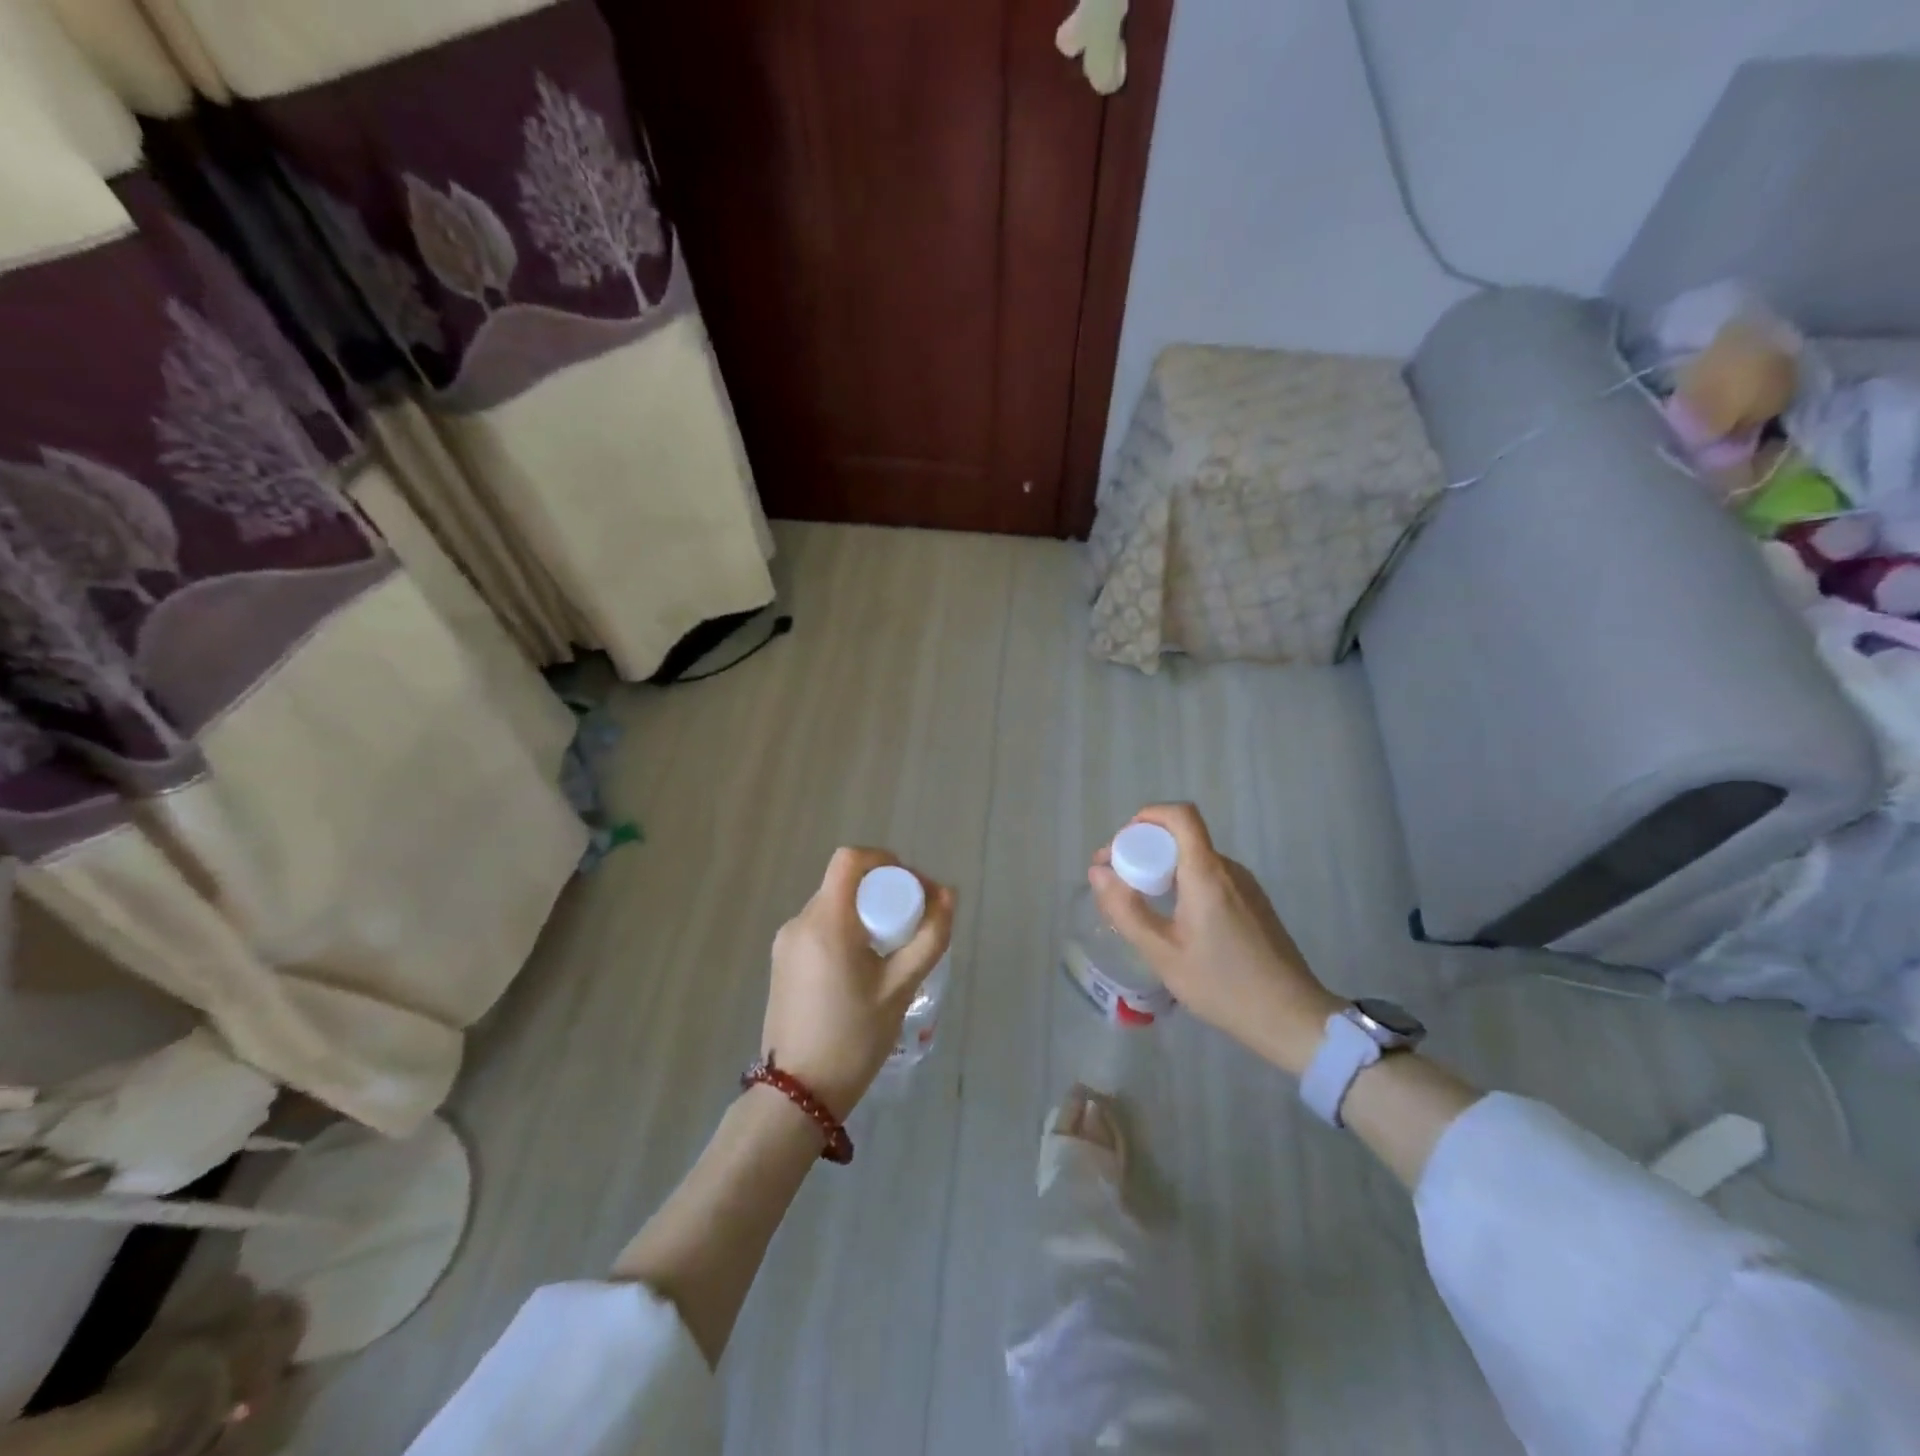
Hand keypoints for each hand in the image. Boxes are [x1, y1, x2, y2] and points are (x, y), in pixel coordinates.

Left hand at [763, 848, 954, 1119]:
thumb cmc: (854, 1038)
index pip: (850, 860)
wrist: (798, 1095)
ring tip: (894, 948)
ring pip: (833, 906)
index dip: (884, 861)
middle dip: (881, 892)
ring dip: (865, 913)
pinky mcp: (782, 963)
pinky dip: (847, 931)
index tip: (911, 887)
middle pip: (843, 883)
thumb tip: (948, 895)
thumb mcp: (901, 987)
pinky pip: (820, 929)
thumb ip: (929, 937)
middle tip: (912, 923)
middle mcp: (799, 923)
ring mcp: (785, 944)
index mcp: (825, 922)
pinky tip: (866, 967)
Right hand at [1089, 804, 1341, 1075]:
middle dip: (1144, 849)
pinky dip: (1183, 884)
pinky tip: (1172, 920)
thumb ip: (1126, 910)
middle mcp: (1228, 869)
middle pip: (1182, 837)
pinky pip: (1210, 877)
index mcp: (1206, 873)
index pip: (1180, 815)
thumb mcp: (1163, 953)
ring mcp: (1245, 885)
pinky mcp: (1253, 903)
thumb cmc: (1223, 986)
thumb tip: (1098, 872)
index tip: (1121, 846)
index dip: (1147, 817)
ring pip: (1194, 859)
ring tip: (1138, 903)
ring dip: (1162, 869)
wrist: (1292, 1018)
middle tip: (1116, 881)